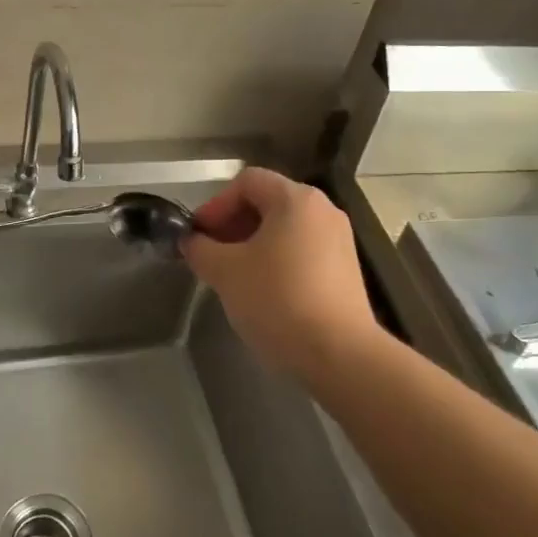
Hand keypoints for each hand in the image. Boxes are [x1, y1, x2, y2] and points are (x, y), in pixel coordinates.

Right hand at [182, 167, 383, 381]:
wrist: (339, 354)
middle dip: (232, 225)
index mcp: (296, 199)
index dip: (216, 204)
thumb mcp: (225, 272)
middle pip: (267, 202)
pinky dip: (277, 260)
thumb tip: (191, 241)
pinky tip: (262, 291)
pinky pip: (302, 250)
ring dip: (252, 244)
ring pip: (284, 228)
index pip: (246, 182)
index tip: (199, 236)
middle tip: (210, 255)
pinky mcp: (346, 269)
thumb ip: (200, 249)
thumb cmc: (277, 300)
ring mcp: (339, 240)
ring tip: (233, 275)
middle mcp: (323, 210)